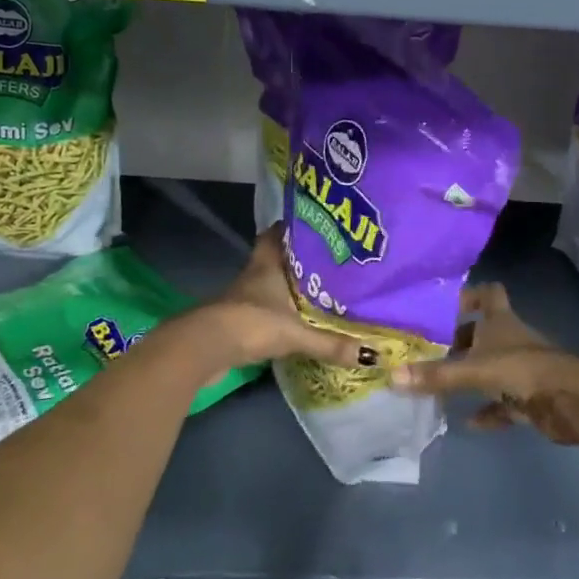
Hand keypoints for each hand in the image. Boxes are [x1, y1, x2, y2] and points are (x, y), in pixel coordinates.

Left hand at [176, 225, 366, 375]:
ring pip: (269, 284)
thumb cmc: (251, 324)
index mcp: (267, 264)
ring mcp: (243, 298)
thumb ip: (331, 343)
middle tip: (326, 261)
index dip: (292, 227)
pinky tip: (296, 321)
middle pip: (275, 258)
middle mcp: (254, 275)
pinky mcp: (237, 321)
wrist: (206, 348)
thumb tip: (373, 353)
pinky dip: (278, 312)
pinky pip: (264, 309)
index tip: (315, 225)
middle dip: (297, 259)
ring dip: (287, 287)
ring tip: (319, 290)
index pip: (277, 233)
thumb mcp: (296, 333)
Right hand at [390, 283, 578, 445]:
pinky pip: (502, 402)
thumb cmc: (523, 370)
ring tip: (440, 386)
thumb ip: (436, 375)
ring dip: (471, 376)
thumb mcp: (474, 370)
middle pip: (483, 333)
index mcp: (501, 321)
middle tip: (429, 350)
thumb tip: (391, 376)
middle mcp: (512, 339)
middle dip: (459, 341)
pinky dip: (487, 410)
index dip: (469, 295)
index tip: (443, 306)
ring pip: (491, 367)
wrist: (573, 401)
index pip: (488, 293)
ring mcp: (522, 368)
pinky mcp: (530, 397)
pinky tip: (468, 421)